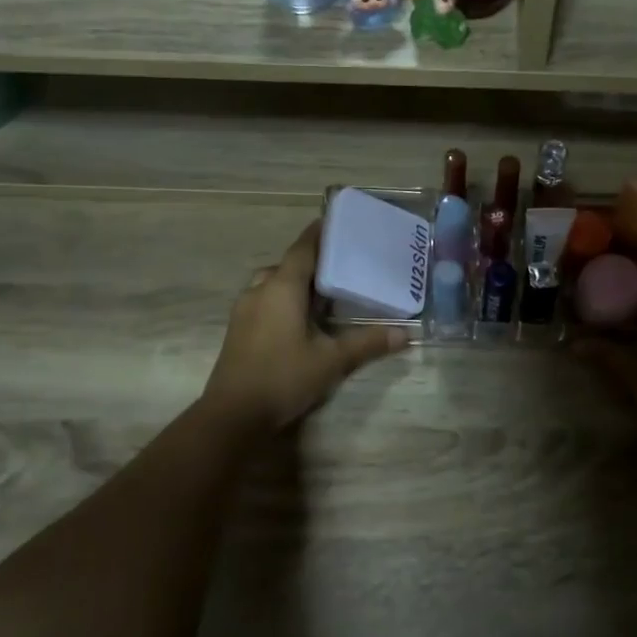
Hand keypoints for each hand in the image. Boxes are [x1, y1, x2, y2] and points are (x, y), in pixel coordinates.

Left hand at [204, 220, 410, 433]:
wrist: (232, 415)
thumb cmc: (283, 377)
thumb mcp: (332, 360)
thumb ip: (367, 343)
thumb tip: (404, 334)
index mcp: (282, 287)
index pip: (303, 248)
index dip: (320, 233)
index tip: (337, 221)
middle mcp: (260, 290)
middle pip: (287, 264)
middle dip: (311, 261)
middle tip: (340, 264)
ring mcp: (244, 310)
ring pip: (272, 283)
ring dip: (294, 282)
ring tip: (322, 293)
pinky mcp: (238, 330)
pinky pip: (264, 301)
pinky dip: (283, 300)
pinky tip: (300, 320)